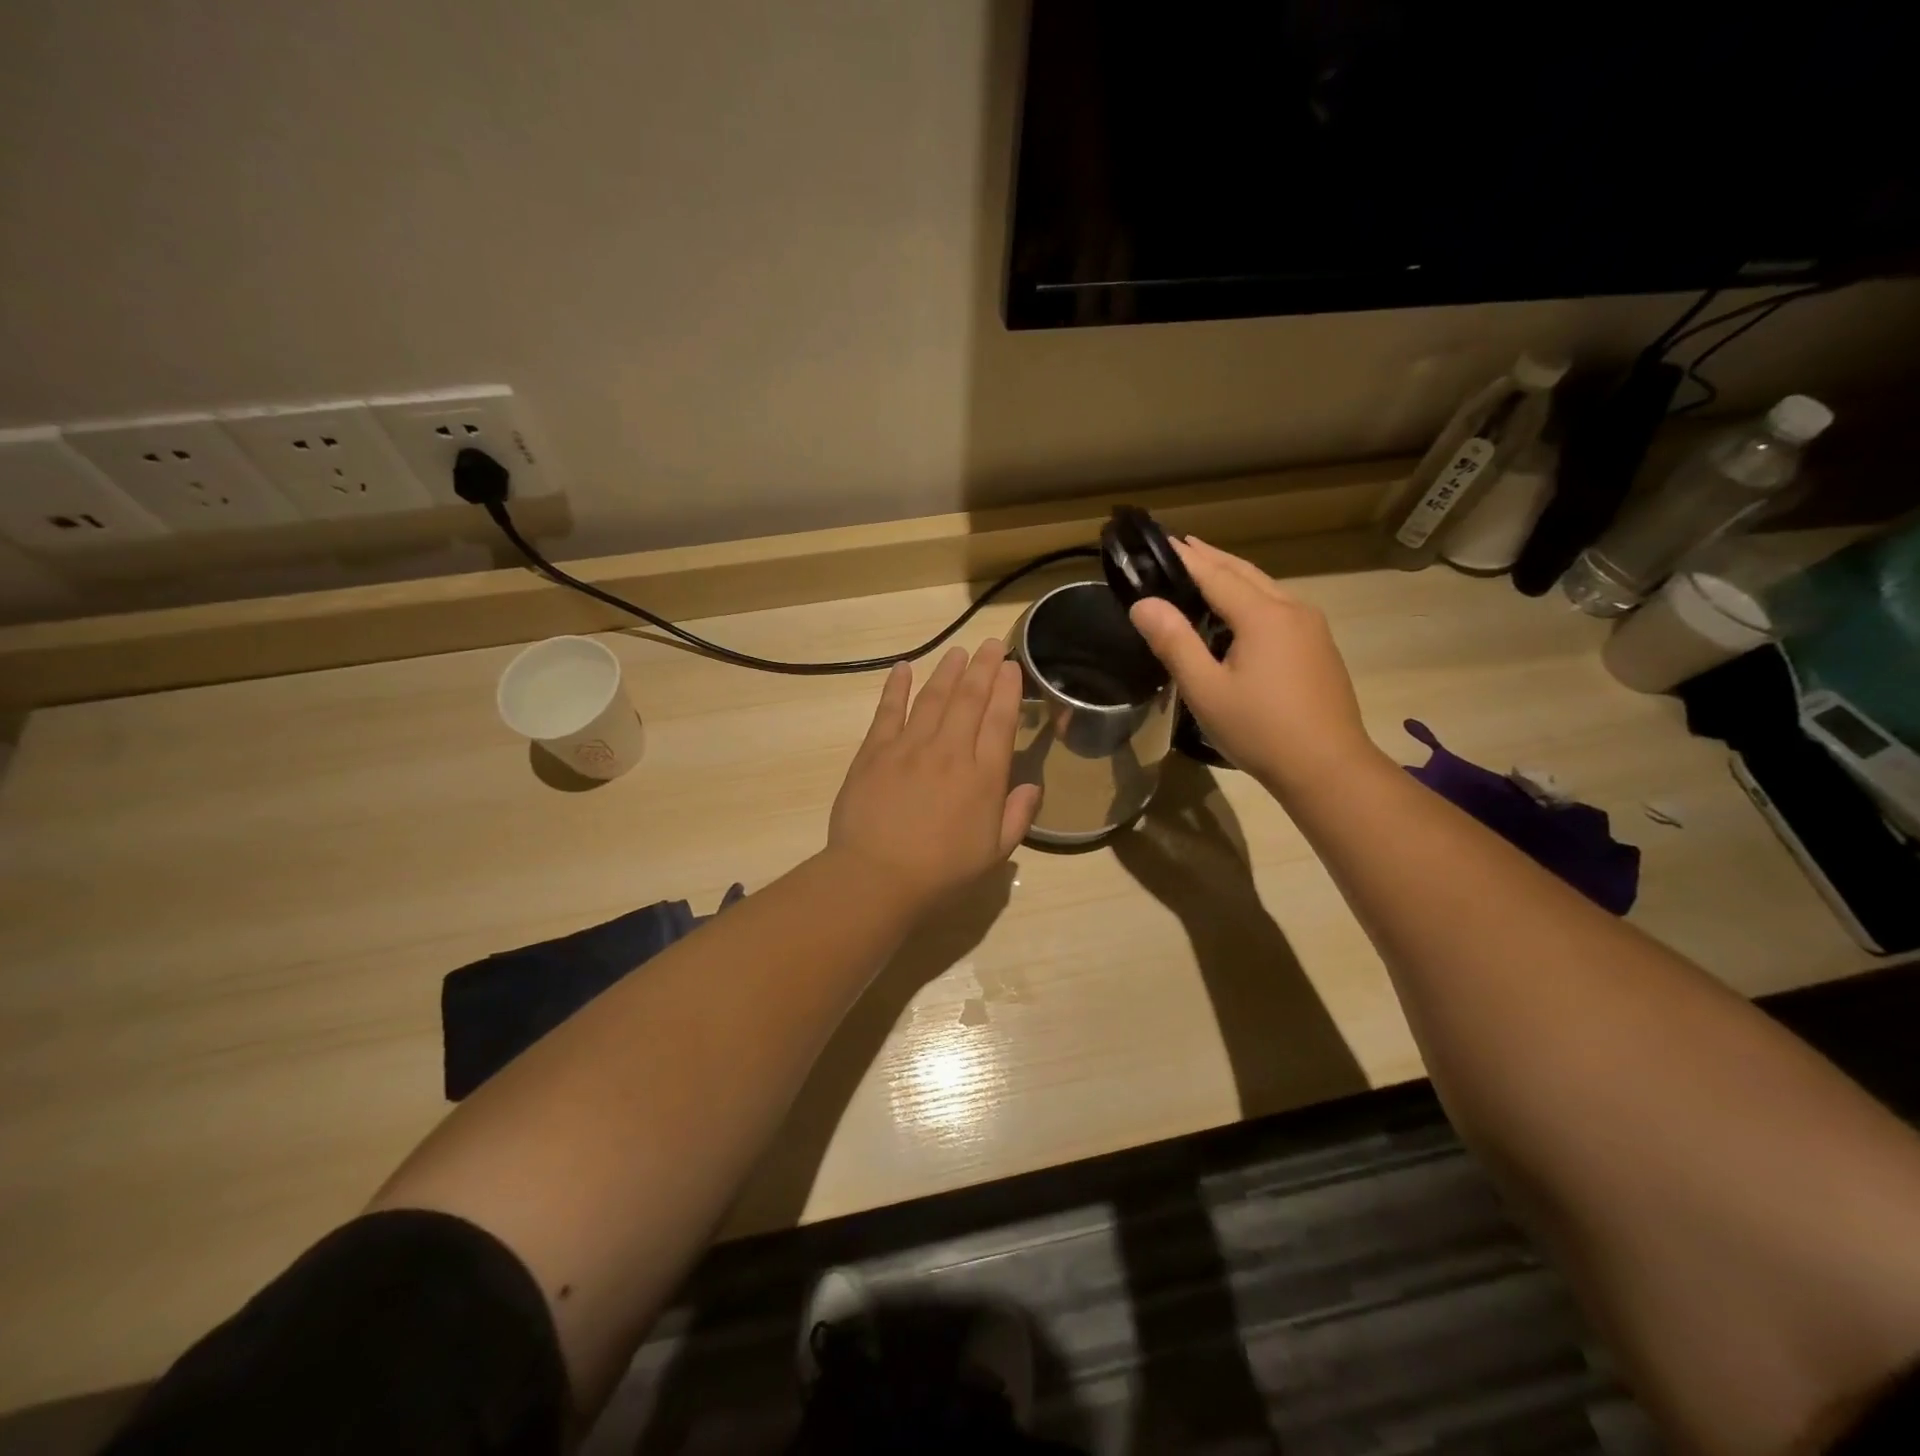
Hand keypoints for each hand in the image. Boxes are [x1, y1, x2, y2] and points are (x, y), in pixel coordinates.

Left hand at [827, 640, 1041, 913]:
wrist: (877, 877)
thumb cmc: (941, 873)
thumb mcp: (994, 854)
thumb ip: (1018, 817)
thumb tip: (1033, 786)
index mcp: (984, 776)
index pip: (1000, 720)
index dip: (1007, 689)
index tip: (1011, 666)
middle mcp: (951, 751)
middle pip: (970, 699)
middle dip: (982, 667)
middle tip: (989, 644)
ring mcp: (910, 747)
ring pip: (934, 698)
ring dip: (947, 671)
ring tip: (957, 651)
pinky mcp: (875, 751)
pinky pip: (888, 710)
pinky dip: (896, 687)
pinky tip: (903, 668)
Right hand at [1127, 537, 1381, 795]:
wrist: (1328, 768)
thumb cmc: (1260, 730)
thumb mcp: (1206, 689)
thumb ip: (1174, 642)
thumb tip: (1143, 603)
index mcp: (1263, 615)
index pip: (1216, 574)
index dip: (1187, 558)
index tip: (1163, 540)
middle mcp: (1292, 609)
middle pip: (1245, 573)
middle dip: (1212, 559)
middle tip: (1181, 548)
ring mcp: (1312, 628)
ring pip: (1266, 589)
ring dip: (1234, 577)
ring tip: (1205, 573)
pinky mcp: (1319, 648)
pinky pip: (1279, 608)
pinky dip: (1252, 598)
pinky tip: (1240, 614)